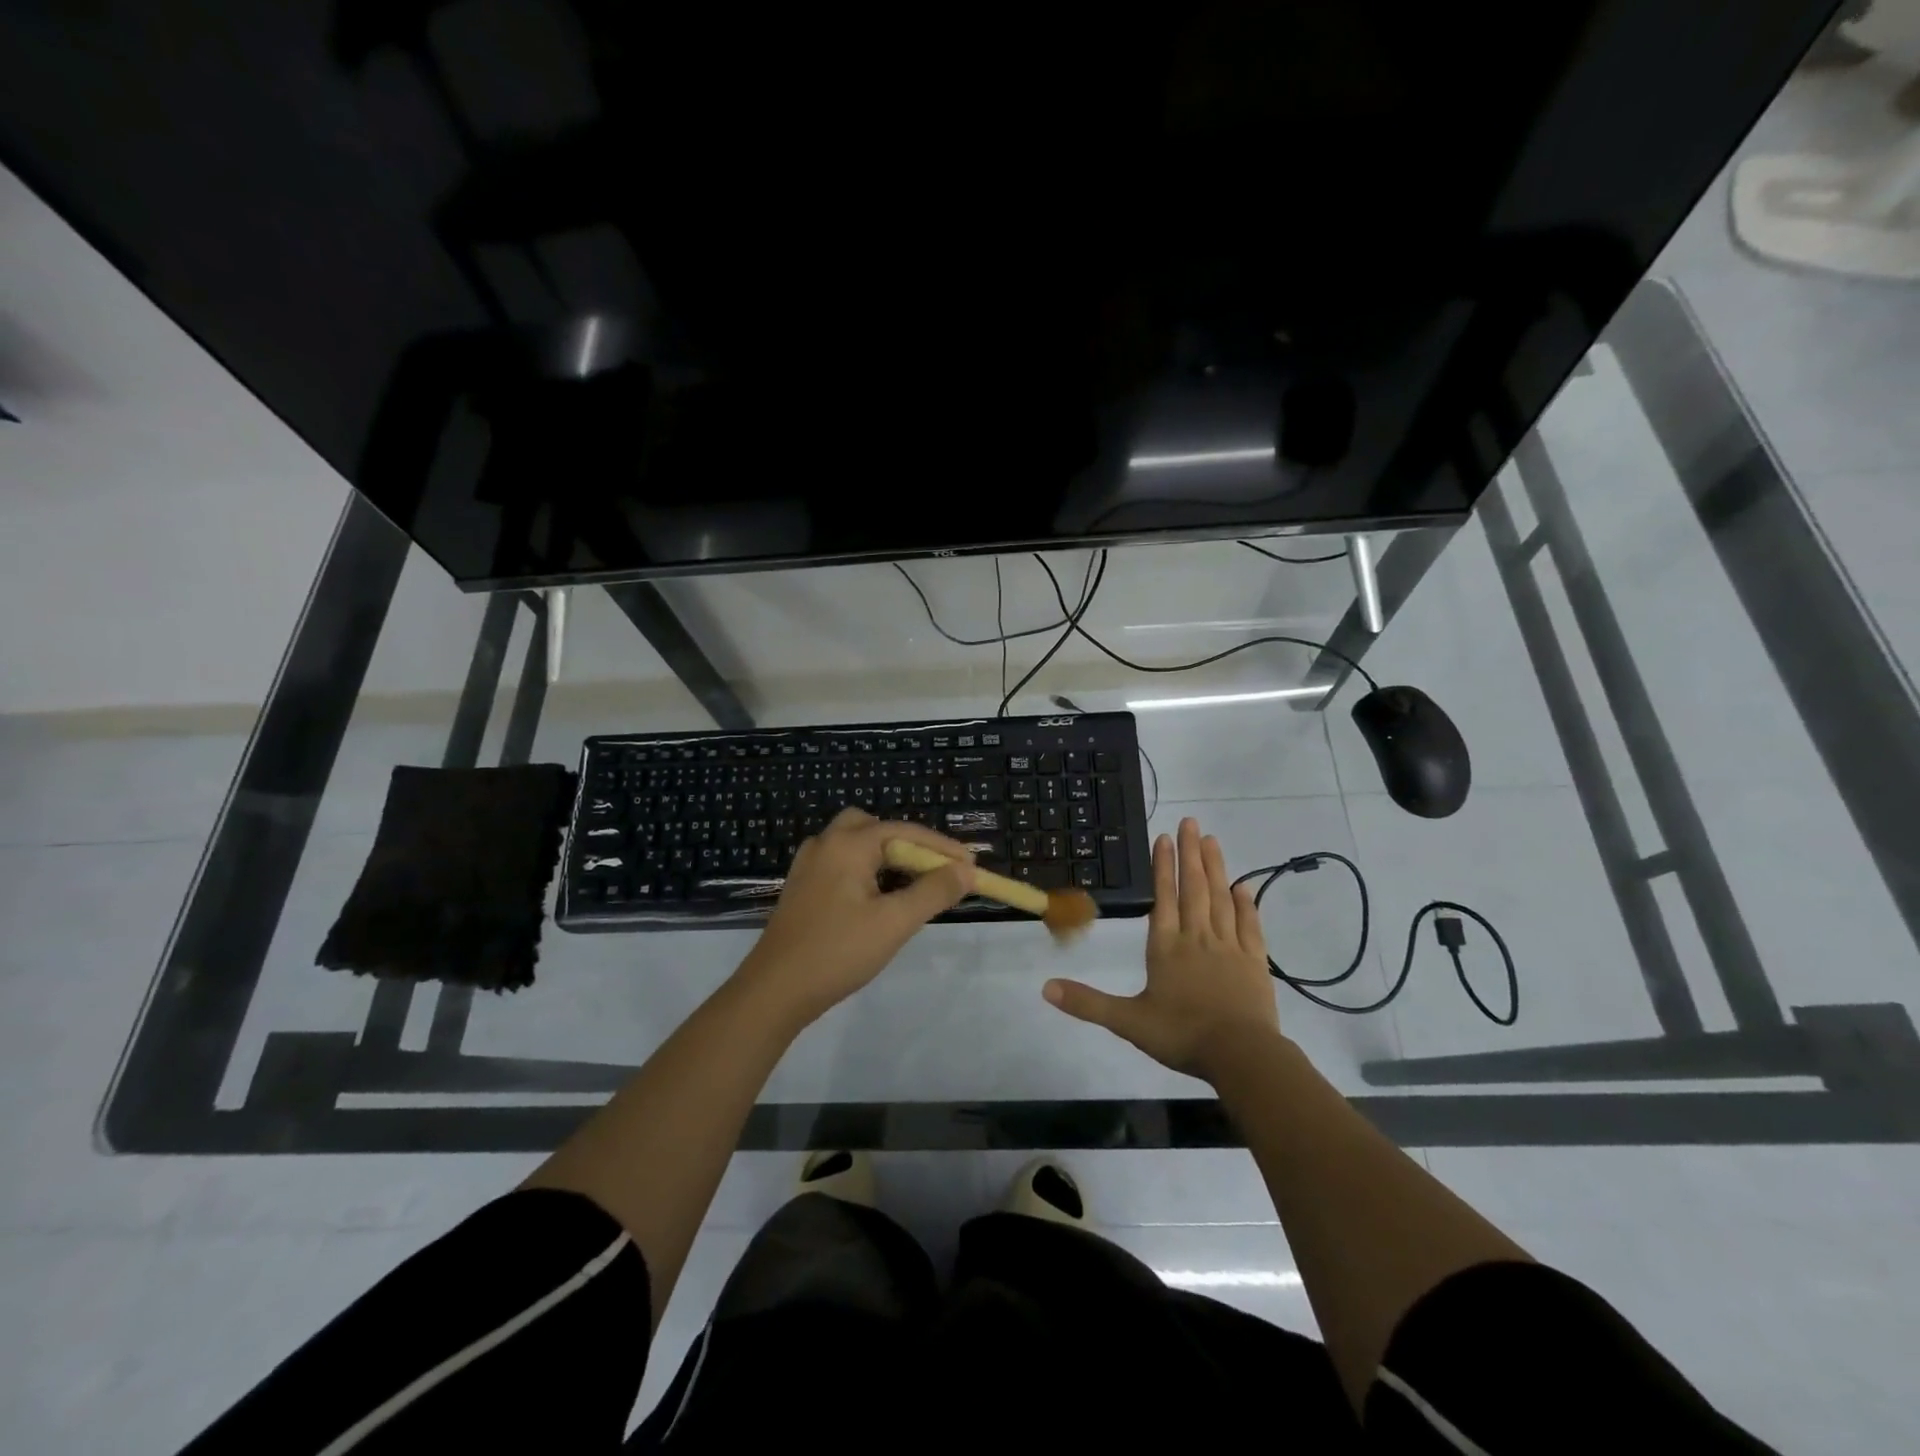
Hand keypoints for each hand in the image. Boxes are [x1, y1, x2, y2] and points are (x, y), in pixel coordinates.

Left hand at [732, 809, 975, 1028]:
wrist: (774, 990)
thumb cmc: (838, 951)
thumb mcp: (894, 922)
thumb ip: (933, 892)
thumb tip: (966, 871)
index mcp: (847, 844)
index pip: (904, 831)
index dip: (941, 847)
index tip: (971, 865)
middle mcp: (825, 845)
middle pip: (874, 827)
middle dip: (908, 844)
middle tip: (933, 870)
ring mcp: (808, 866)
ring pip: (855, 845)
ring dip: (886, 856)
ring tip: (911, 885)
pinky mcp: (802, 888)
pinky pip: (841, 864)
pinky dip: (866, 870)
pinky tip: (877, 899)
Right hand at [1043, 817, 1279, 1079]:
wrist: (1241, 1055)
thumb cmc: (1181, 1035)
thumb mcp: (1127, 1021)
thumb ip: (1087, 1003)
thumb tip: (1045, 988)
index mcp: (1166, 947)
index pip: (1164, 897)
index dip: (1163, 867)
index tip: (1165, 837)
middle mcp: (1197, 938)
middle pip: (1194, 888)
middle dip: (1190, 854)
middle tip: (1191, 822)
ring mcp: (1229, 948)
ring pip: (1221, 899)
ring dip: (1216, 868)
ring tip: (1212, 840)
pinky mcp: (1255, 962)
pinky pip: (1250, 926)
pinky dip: (1246, 904)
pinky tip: (1243, 886)